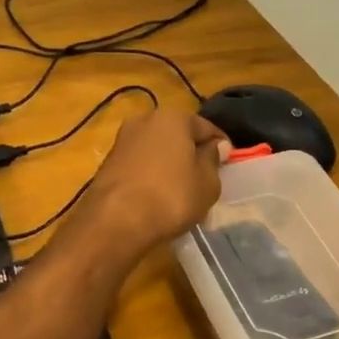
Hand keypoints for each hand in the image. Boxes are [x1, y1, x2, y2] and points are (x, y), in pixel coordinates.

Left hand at [82, 108, 224, 255]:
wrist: (115, 221)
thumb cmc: (171, 197)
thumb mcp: (207, 183)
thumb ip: (213, 160)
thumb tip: (216, 146)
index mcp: (173, 117)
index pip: (207, 127)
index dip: (221, 146)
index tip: (229, 165)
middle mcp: (145, 120)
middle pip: (179, 136)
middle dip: (192, 154)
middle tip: (206, 179)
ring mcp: (123, 141)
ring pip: (158, 151)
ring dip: (171, 165)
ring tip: (182, 191)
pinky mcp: (108, 163)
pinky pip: (141, 165)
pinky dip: (152, 176)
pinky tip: (158, 197)